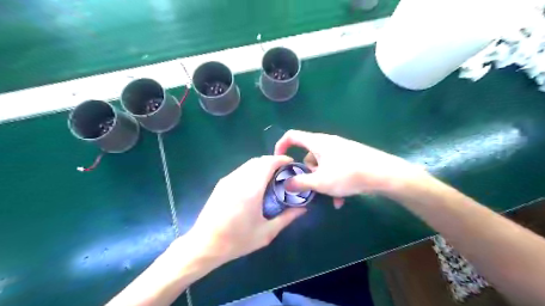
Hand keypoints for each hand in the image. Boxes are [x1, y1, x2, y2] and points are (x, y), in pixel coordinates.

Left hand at [187, 155, 305, 264]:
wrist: (205, 244)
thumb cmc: (237, 241)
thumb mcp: (266, 233)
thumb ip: (287, 218)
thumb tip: (303, 208)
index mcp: (251, 190)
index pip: (268, 163)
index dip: (281, 159)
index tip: (291, 163)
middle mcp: (239, 180)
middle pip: (259, 160)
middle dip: (273, 161)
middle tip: (284, 171)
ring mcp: (228, 180)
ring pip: (249, 164)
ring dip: (262, 165)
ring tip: (272, 176)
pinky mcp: (222, 183)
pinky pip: (241, 170)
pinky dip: (252, 170)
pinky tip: (255, 183)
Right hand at [275, 129, 427, 207]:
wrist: (384, 174)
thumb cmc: (348, 174)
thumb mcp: (320, 182)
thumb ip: (300, 183)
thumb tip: (286, 184)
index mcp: (317, 142)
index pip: (292, 136)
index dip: (281, 146)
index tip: (279, 161)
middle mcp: (328, 143)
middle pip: (308, 155)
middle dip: (307, 173)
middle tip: (310, 187)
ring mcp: (340, 150)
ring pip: (322, 165)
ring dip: (322, 181)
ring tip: (330, 197)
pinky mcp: (350, 158)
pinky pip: (334, 168)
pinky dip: (333, 181)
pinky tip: (341, 199)